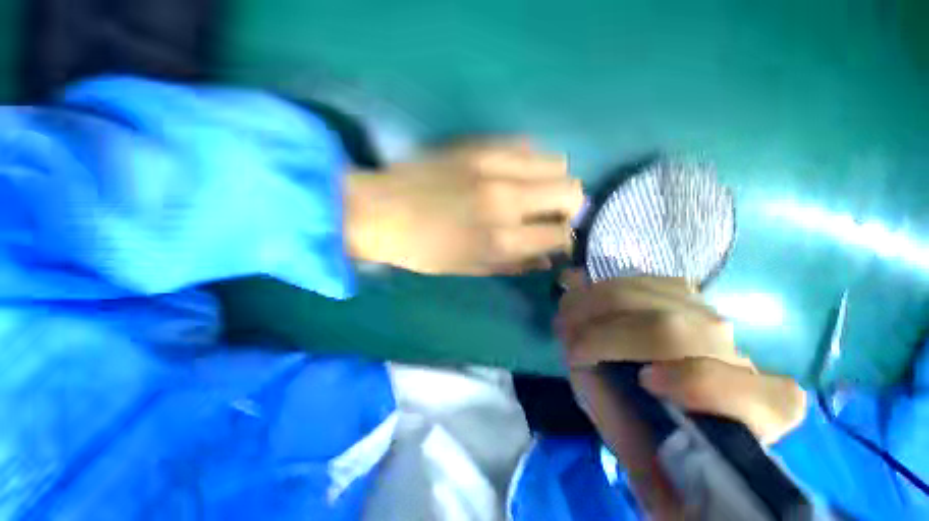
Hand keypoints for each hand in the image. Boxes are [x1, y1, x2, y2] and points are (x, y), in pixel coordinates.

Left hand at [345, 140, 583, 274]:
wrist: (380, 211)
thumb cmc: (423, 250)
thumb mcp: (469, 268)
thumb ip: (513, 264)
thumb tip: (546, 259)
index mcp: (501, 239)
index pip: (560, 233)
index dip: (563, 238)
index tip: (553, 237)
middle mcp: (506, 199)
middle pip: (571, 190)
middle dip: (567, 206)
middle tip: (547, 214)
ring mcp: (494, 165)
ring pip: (556, 161)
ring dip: (551, 181)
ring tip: (530, 192)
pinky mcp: (479, 144)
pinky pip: (526, 145)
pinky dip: (529, 162)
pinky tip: (511, 173)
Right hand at [557, 273, 805, 518]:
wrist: (653, 374)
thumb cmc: (651, 416)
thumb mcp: (641, 445)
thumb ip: (643, 455)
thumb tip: (651, 492)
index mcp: (755, 409)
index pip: (762, 397)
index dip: (705, 384)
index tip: (645, 381)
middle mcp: (739, 354)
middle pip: (686, 331)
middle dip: (616, 333)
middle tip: (572, 340)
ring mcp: (710, 315)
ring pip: (660, 298)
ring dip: (602, 304)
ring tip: (570, 317)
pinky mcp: (684, 292)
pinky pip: (648, 281)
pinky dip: (610, 288)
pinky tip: (590, 300)